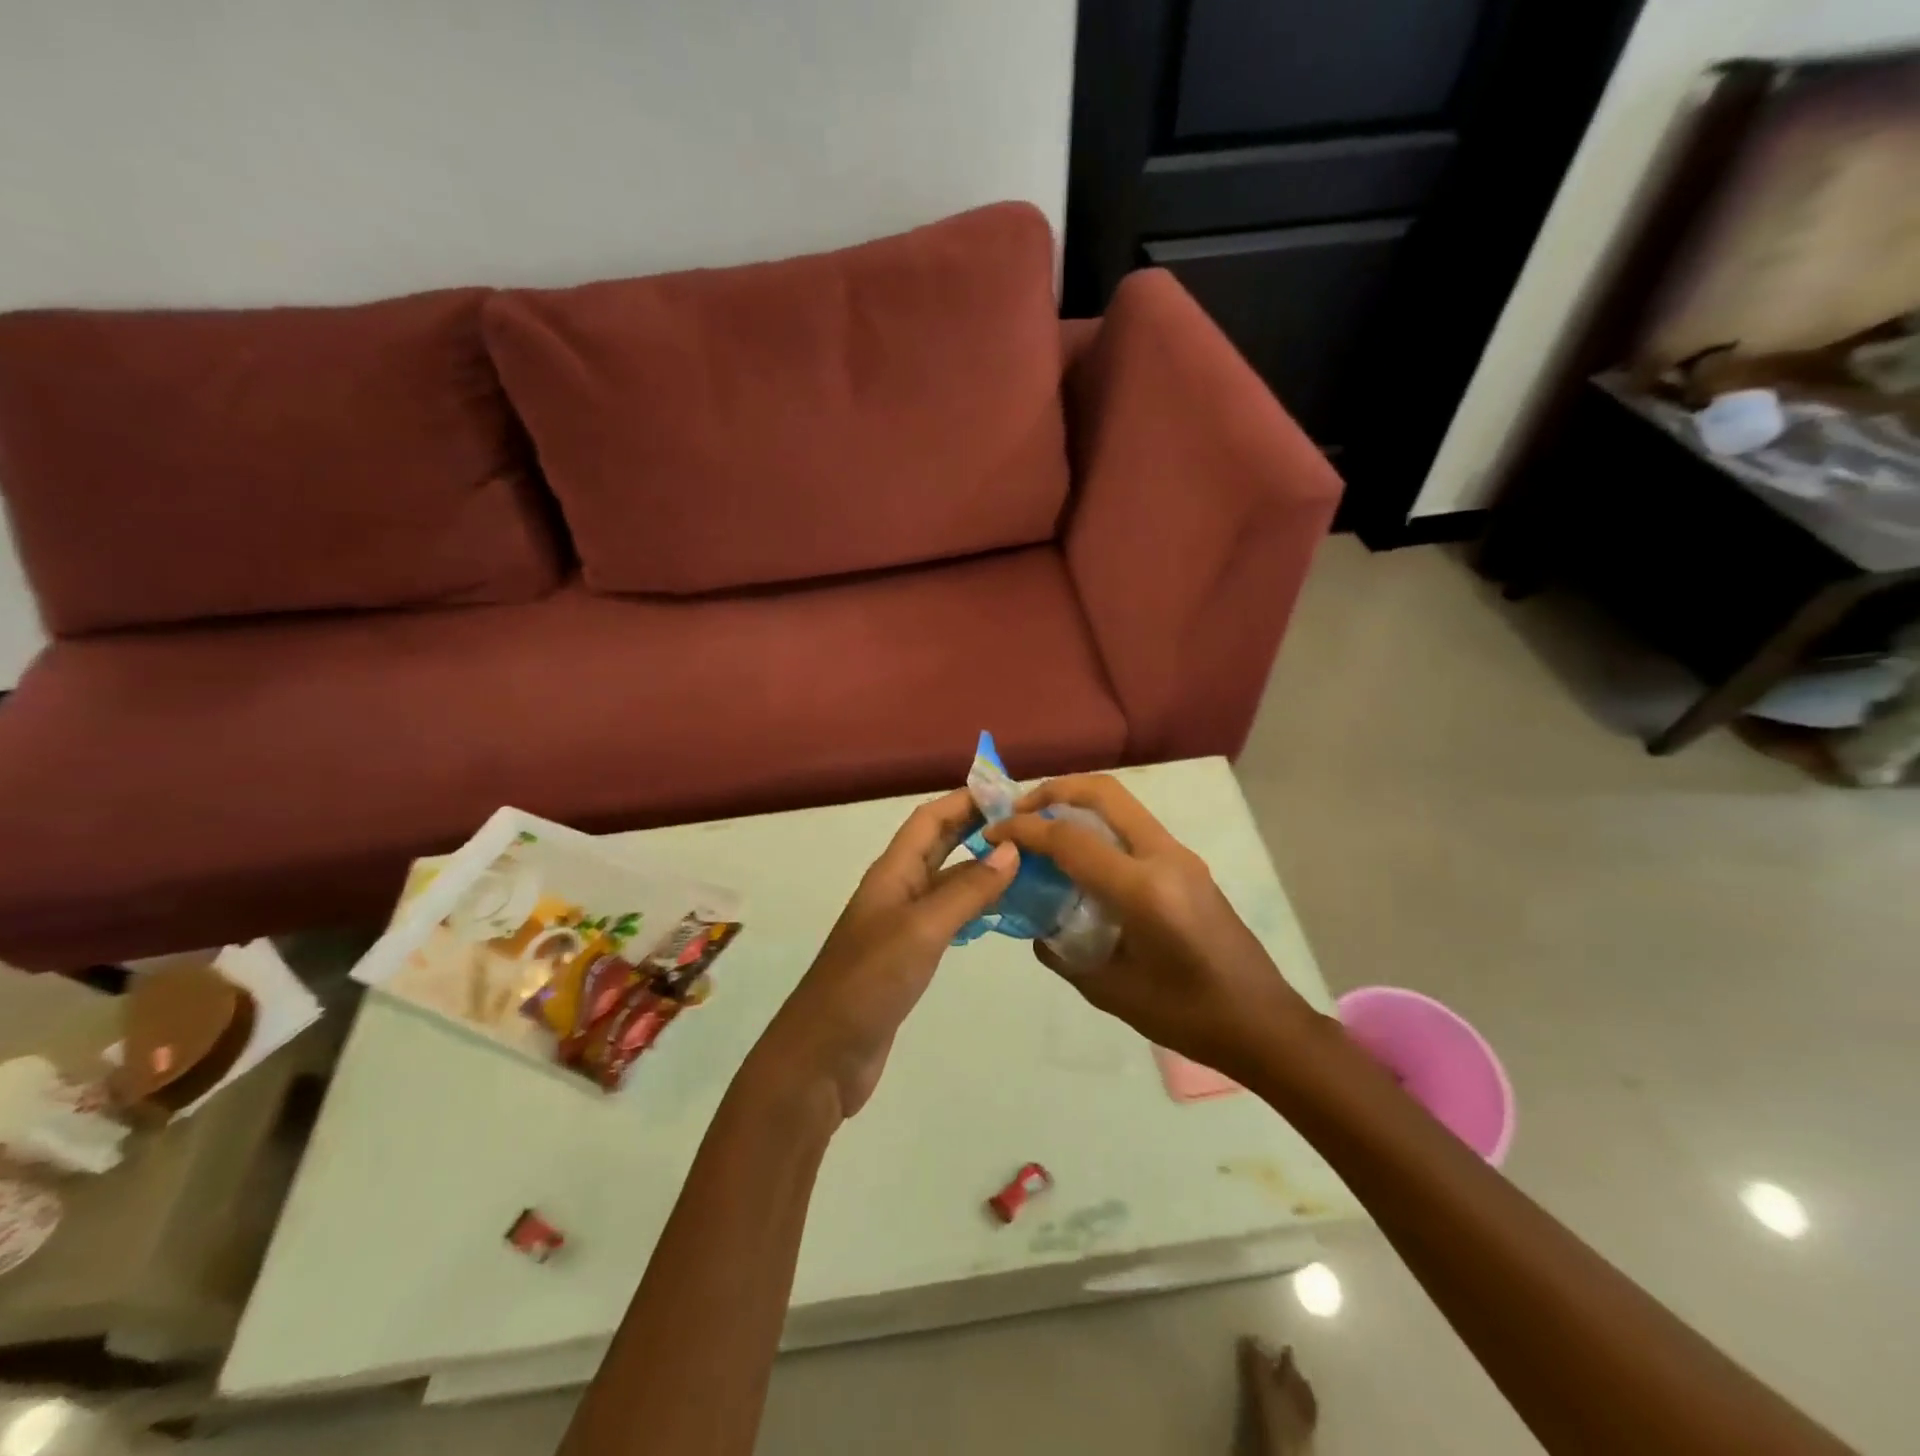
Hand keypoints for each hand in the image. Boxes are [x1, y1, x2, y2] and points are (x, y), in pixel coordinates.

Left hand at [752, 789, 1018, 1120]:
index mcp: (892, 873)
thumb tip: (1011, 848)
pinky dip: (974, 906)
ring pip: (946, 881)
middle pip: (938, 844)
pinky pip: (947, 917)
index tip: (1009, 792)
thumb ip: (967, 890)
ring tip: (1026, 862)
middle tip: (1026, 823)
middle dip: (976, 827)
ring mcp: (901, 924)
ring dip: (980, 866)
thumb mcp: (922, 929)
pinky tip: (1001, 912)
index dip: (965, 799)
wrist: (825, 1055)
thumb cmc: (869, 982)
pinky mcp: (908, 956)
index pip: (930, 819)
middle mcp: (896, 890)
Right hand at [985, 775, 1318, 1080]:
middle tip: (1018, 812)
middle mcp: (1164, 857)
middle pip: (1103, 793)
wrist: (1263, 1023)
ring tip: (1041, 828)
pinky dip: (1099, 824)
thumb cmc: (1188, 1016)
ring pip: (1121, 804)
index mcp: (1143, 889)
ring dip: (1077, 803)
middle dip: (1053, 790)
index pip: (1071, 839)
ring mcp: (1181, 856)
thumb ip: (1063, 954)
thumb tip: (1035, 927)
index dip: (1024, 830)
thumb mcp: (1111, 992)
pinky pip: (1134, 827)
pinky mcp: (1187, 865)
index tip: (992, 833)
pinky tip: (1079, 858)